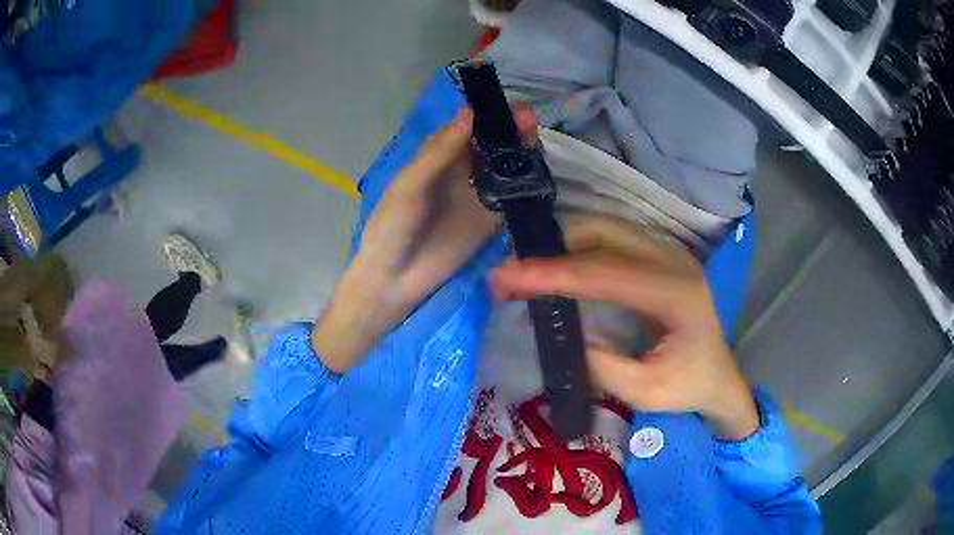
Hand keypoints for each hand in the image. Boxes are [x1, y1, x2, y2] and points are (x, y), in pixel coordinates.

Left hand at [313, 106, 537, 373]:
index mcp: (436, 157)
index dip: (485, 113)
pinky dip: (525, 184)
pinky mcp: (490, 220)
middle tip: (529, 119)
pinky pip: (511, 197)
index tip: (506, 102)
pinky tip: (538, 173)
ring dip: (520, 151)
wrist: (394, 280)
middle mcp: (459, 171)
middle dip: (508, 129)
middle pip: (489, 143)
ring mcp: (477, 195)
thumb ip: (440, 152)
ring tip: (536, 139)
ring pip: (503, 166)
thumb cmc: (392, 227)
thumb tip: (469, 112)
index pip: (465, 126)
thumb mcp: (410, 185)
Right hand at [489, 214, 759, 440]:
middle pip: (602, 234)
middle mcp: (674, 259)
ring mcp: (668, 250)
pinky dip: (576, 247)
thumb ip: (602, 366)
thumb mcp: (645, 391)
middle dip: (550, 251)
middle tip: (508, 277)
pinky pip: (610, 237)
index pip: (606, 273)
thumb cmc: (688, 386)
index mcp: (677, 293)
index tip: (507, 278)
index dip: (553, 274)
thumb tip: (560, 333)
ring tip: (524, 274)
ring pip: (603, 228)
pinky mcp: (658, 253)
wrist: (719, 375)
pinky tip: (555, 267)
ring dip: (560, 245)